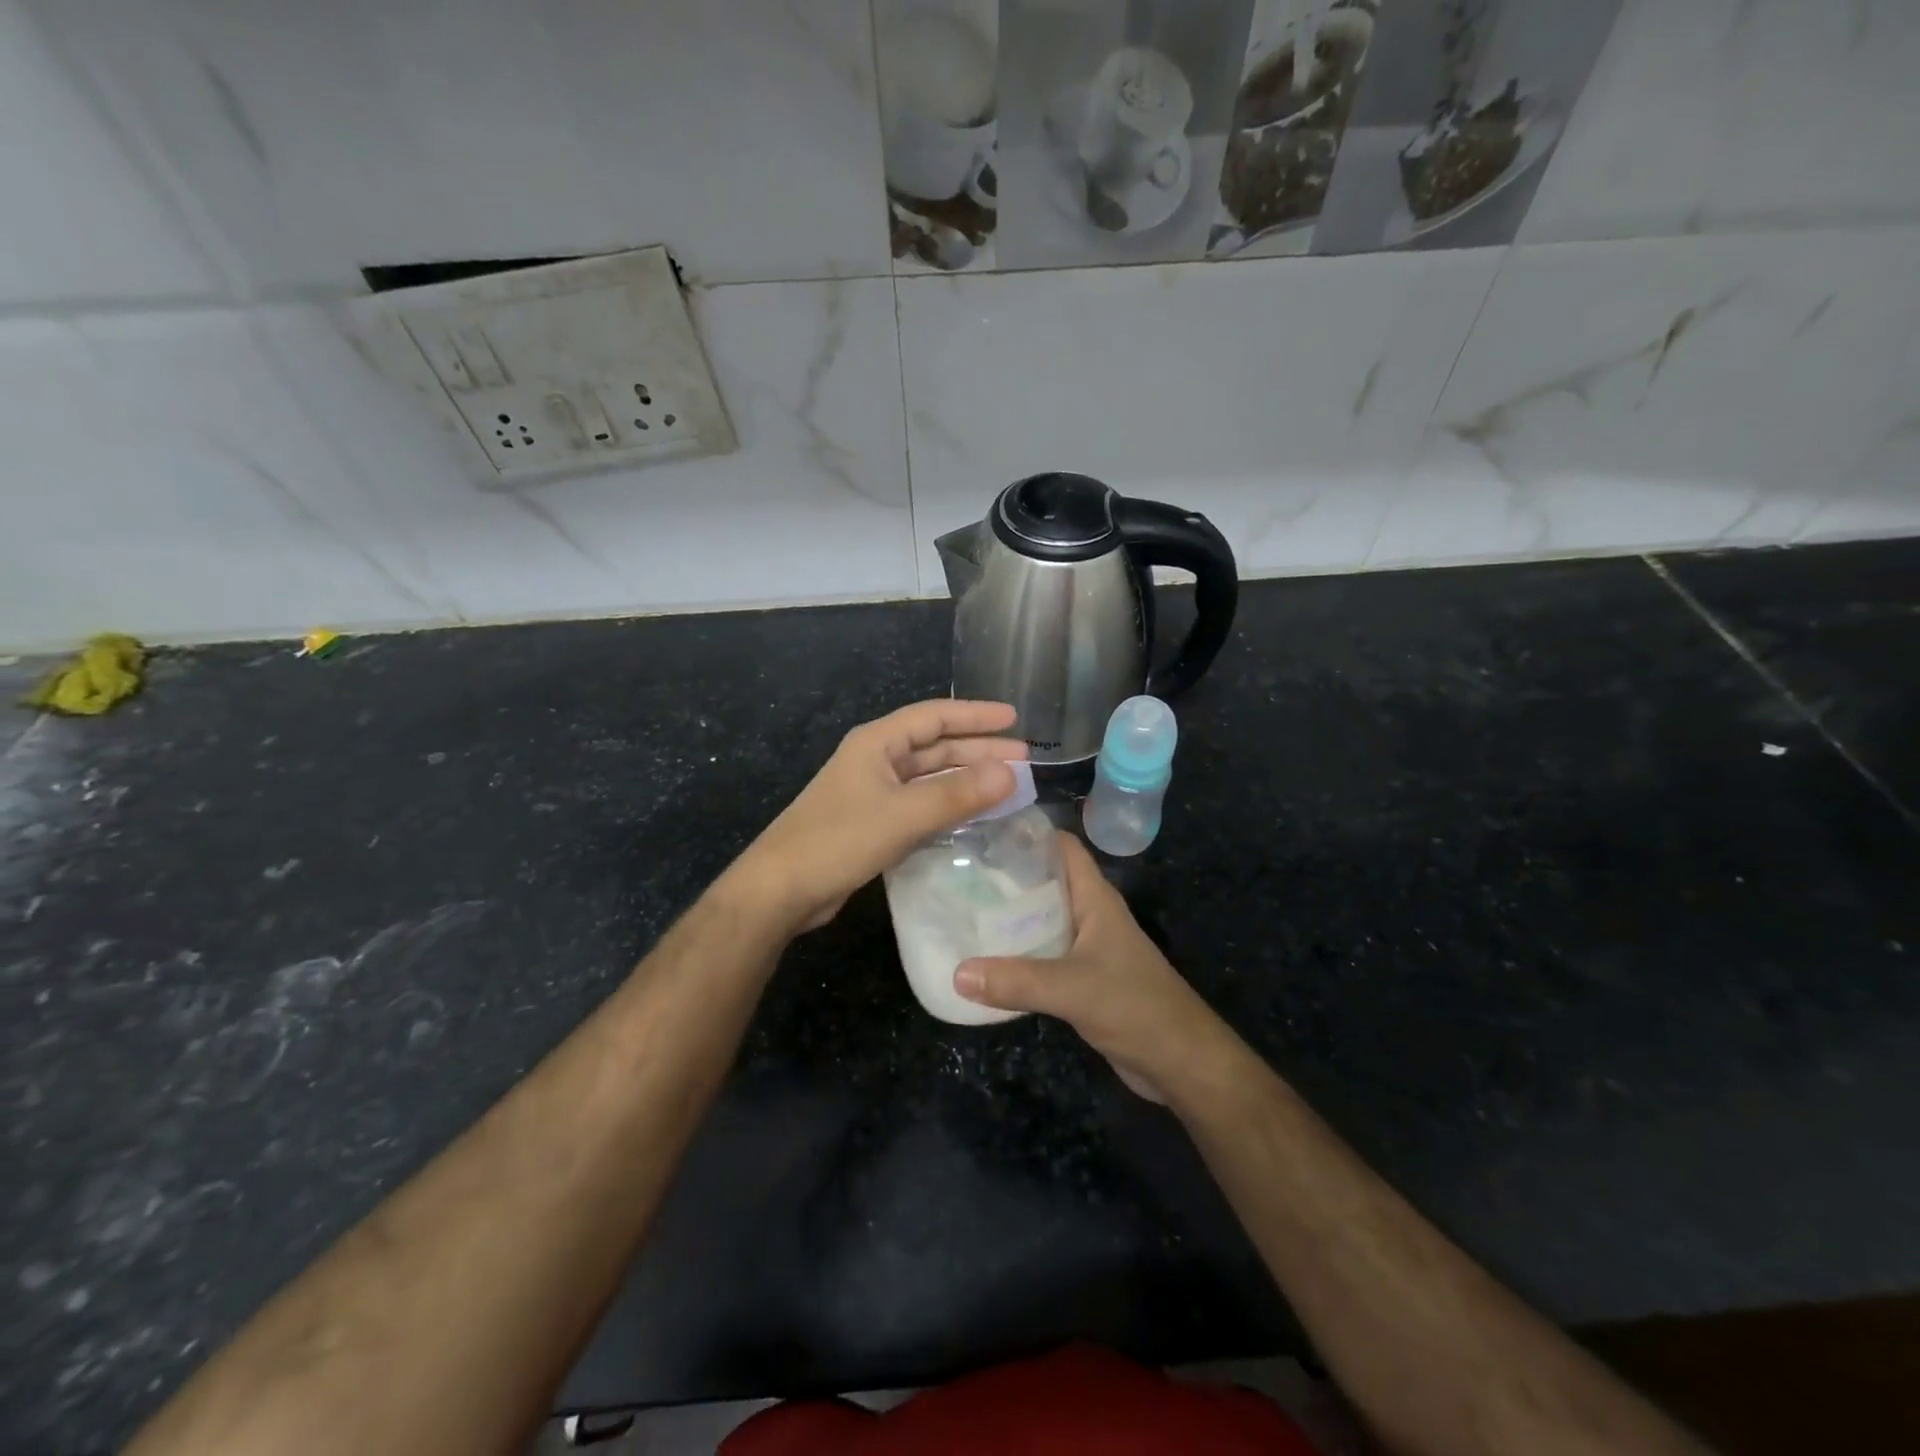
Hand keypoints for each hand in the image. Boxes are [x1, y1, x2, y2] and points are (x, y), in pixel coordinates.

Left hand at [734, 699, 1027, 933]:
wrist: (782, 889)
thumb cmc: (838, 840)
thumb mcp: (902, 814)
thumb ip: (956, 794)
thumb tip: (1010, 774)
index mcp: (877, 743)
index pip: (934, 717)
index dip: (975, 716)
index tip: (1014, 719)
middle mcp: (876, 760)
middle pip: (935, 746)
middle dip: (978, 750)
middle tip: (1022, 759)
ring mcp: (873, 792)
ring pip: (929, 777)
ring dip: (965, 779)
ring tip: (1007, 786)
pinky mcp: (872, 823)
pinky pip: (920, 804)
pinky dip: (948, 806)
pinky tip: (973, 817)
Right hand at [954, 832, 1235, 1102]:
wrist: (1181, 1062)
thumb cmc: (1136, 1007)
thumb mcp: (1073, 989)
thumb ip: (1017, 980)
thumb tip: (957, 973)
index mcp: (1095, 899)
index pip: (1062, 847)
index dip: (1028, 833)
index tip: (982, 830)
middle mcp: (1089, 915)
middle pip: (1045, 881)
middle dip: (1005, 875)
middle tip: (957, 871)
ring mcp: (1087, 947)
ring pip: (1041, 919)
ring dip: (1008, 917)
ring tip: (961, 909)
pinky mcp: (1081, 978)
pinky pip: (1042, 954)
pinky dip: (1016, 953)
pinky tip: (985, 959)